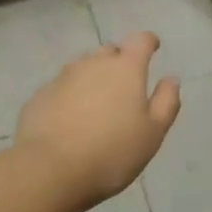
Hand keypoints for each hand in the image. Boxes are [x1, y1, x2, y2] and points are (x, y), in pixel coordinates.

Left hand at [15, 33, 181, 210]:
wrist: (49, 170)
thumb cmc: (111, 152)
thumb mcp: (152, 133)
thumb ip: (166, 102)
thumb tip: (171, 79)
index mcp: (125, 69)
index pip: (140, 40)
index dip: (148, 42)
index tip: (153, 47)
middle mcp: (93, 63)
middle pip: (110, 51)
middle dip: (119, 61)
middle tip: (124, 86)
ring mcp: (63, 77)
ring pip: (83, 68)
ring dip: (93, 78)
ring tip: (97, 105)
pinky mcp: (41, 95)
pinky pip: (62, 88)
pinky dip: (70, 96)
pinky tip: (70, 120)